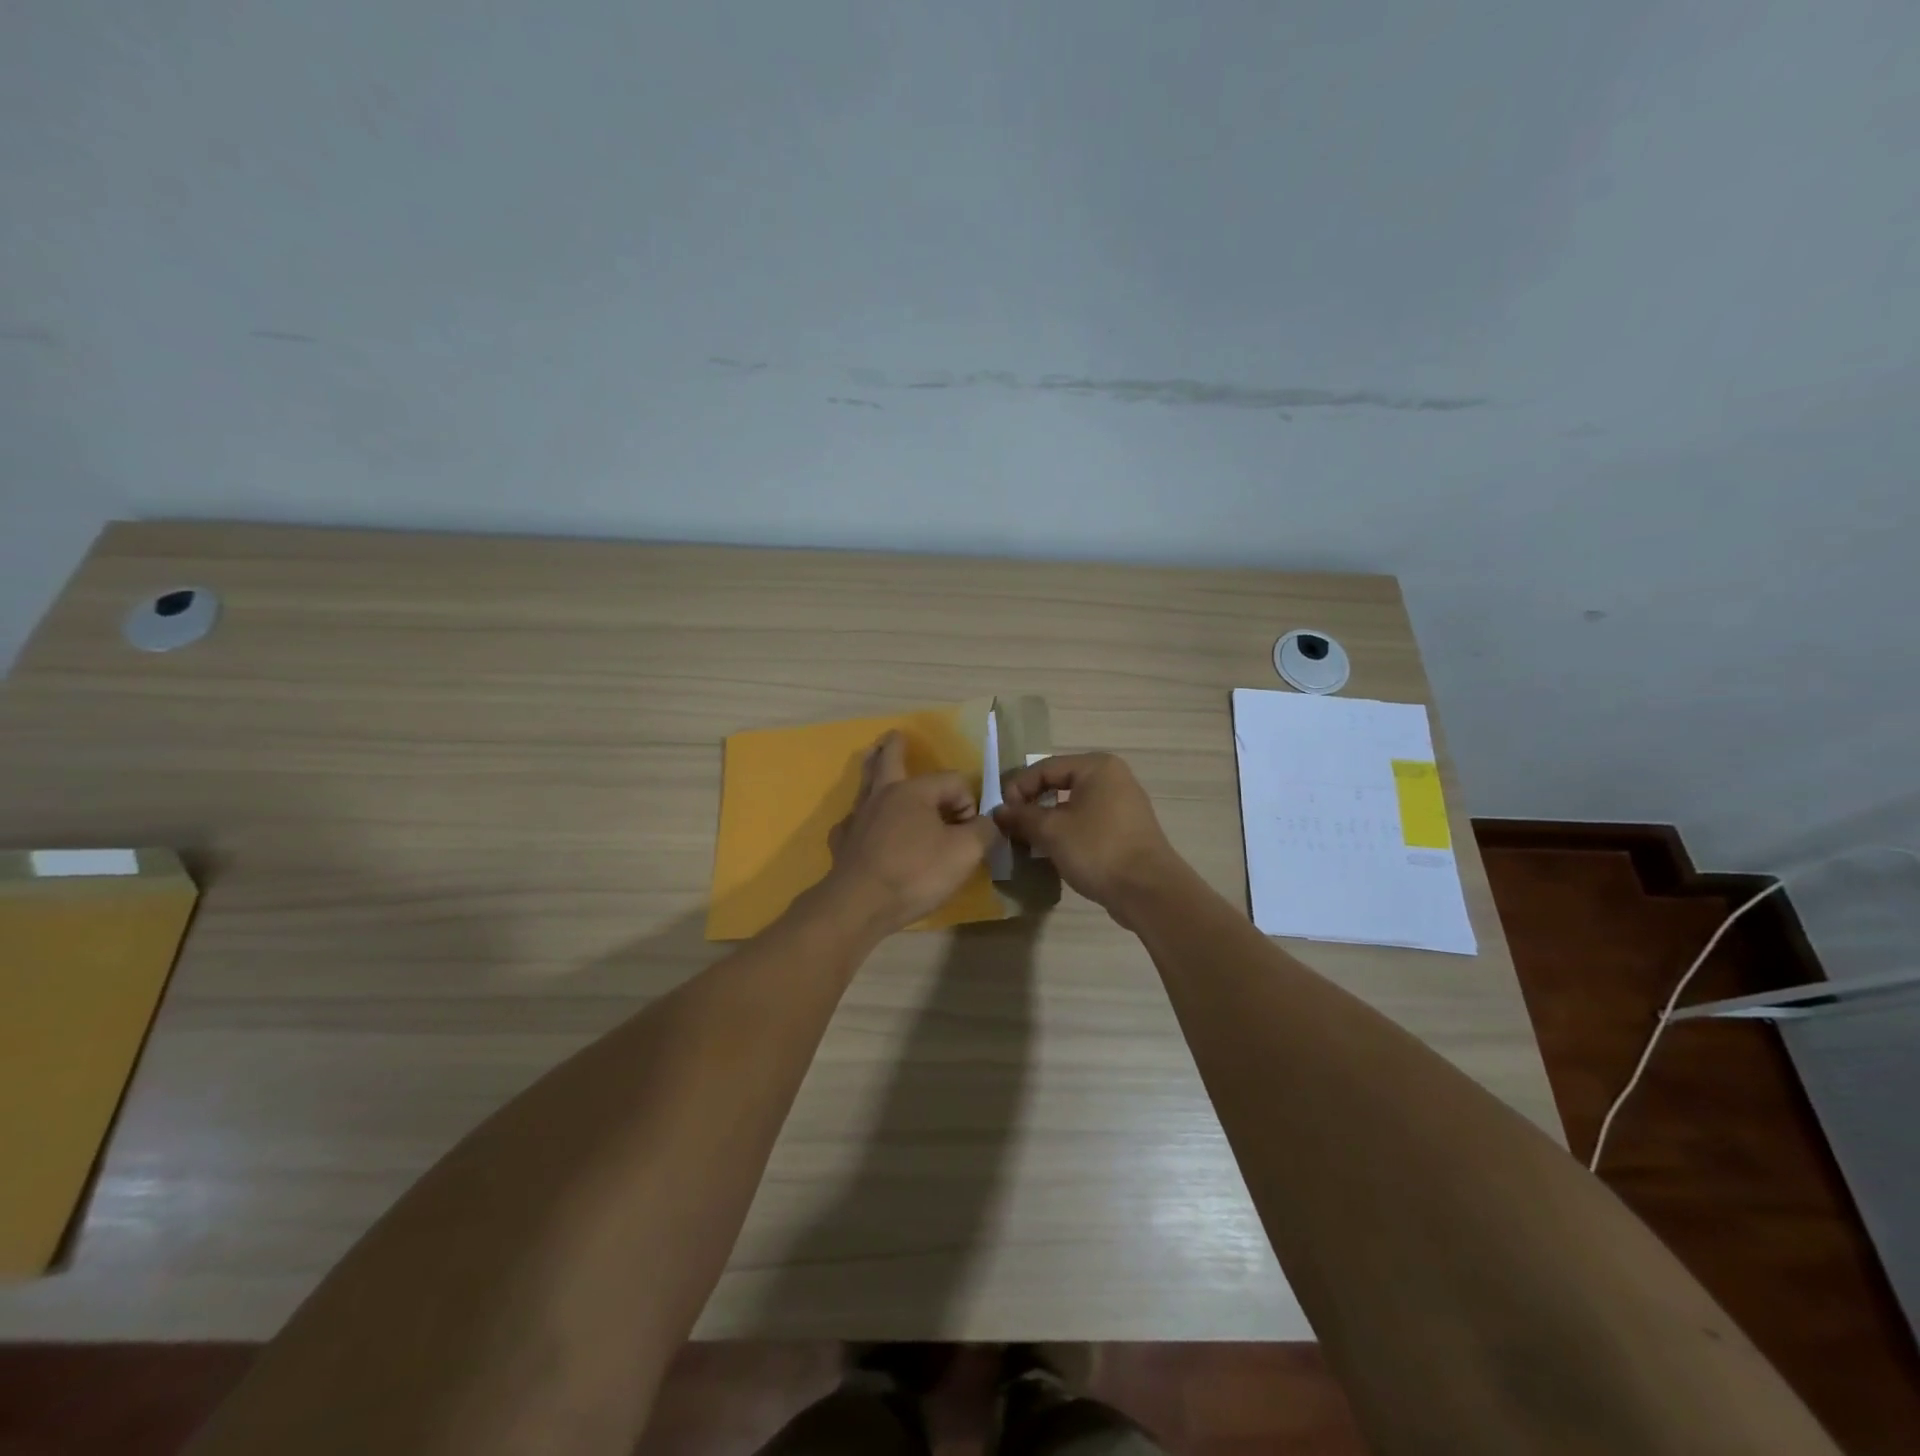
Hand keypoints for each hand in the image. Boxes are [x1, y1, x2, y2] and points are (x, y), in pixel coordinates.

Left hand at [822, 731, 999, 934]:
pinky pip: (853, 821)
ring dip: (871, 767)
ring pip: (866, 784)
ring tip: (871, 757)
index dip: (967, 803)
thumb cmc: (916, 873)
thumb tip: (987, 822)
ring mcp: (858, 818)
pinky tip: (862, 825)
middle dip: (895, 746)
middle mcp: (883, 795)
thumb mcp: (966, 853)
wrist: (860, 905)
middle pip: (889, 760)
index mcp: (914, 791)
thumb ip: (984, 831)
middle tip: (895, 735)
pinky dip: (860, 817)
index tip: (969, 833)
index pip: (952, 782)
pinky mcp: (843, 842)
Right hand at [992, 753, 1180, 921]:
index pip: (1045, 768)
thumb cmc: (1097, 849)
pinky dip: (1068, 832)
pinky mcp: (1127, 831)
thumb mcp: (1051, 831)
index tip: (1001, 814)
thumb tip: (998, 812)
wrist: (1148, 891)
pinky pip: (1088, 822)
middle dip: (1032, 805)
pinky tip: (1054, 852)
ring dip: (1048, 821)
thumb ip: (1021, 817)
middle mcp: (1113, 778)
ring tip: (1029, 842)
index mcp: (1097, 767)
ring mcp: (1123, 805)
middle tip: (1012, 827)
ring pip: (1073, 806)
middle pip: (1059, 784)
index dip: (1018, 788)